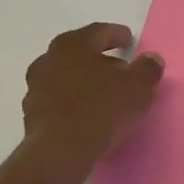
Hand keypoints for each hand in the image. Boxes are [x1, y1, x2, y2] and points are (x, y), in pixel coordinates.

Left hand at [18, 23, 163, 176]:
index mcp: (73, 44)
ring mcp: (36, 88)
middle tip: (121, 70)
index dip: (117, 35)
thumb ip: (148, 69)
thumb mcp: (139, 87)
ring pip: (66, 77)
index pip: (98, 32)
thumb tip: (151, 59)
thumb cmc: (102, 108)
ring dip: (84, 82)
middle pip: (79, 54)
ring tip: (105, 95)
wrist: (61, 151)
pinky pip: (58, 101)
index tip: (129, 41)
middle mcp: (49, 60)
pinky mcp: (31, 115)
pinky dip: (73, 103)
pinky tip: (88, 116)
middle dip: (100, 60)